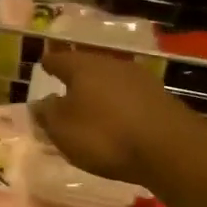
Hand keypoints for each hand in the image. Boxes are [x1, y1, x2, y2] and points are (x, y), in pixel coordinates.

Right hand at [30, 47, 189, 184]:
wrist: (167, 147)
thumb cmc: (104, 135)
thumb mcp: (63, 129)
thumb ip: (47, 114)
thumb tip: (40, 103)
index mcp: (83, 67)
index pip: (60, 60)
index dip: (49, 64)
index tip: (43, 65)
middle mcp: (111, 64)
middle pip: (87, 67)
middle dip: (76, 77)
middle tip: (65, 87)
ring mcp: (139, 79)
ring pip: (110, 80)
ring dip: (99, 91)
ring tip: (90, 106)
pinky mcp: (159, 97)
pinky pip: (129, 97)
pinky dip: (118, 105)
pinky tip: (116, 118)